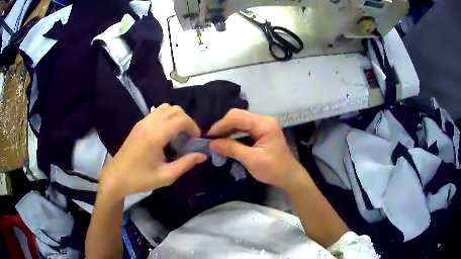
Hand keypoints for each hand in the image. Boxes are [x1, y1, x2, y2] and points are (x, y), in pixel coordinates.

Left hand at [99, 104, 206, 200]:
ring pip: (166, 108)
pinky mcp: (138, 124)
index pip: (181, 119)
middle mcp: (149, 123)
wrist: (117, 176)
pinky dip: (167, 117)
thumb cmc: (140, 178)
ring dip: (177, 117)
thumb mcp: (166, 176)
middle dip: (187, 120)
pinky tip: (166, 133)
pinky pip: (157, 112)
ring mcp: (142, 122)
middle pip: (175, 110)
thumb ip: (186, 164)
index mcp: (156, 135)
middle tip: (189, 137)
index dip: (193, 127)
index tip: (196, 140)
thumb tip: (203, 155)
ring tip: (179, 133)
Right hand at [209, 109, 307, 189]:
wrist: (289, 176)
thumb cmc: (273, 169)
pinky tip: (226, 140)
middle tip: (211, 139)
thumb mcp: (251, 160)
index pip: (237, 117)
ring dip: (227, 129)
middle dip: (223, 126)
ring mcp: (263, 124)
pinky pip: (244, 127)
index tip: (208, 137)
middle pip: (238, 116)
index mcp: (264, 124)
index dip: (221, 125)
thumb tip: (211, 143)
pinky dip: (234, 133)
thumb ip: (231, 149)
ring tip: (216, 140)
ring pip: (240, 120)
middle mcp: (263, 120)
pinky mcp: (262, 131)